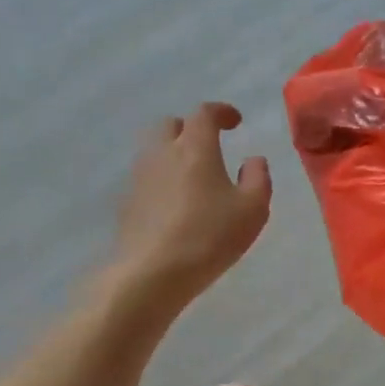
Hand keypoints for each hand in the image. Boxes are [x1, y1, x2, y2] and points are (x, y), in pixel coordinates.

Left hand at [110, 102, 271, 311]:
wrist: (151, 273)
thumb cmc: (209, 236)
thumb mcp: (252, 209)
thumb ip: (258, 178)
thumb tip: (253, 160)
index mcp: (194, 147)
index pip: (204, 113)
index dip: (221, 112)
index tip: (235, 122)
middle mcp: (162, 153)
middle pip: (171, 125)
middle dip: (190, 129)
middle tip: (208, 146)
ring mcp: (139, 178)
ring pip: (154, 152)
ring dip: (173, 155)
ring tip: (192, 178)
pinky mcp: (126, 203)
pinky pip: (146, 180)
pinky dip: (161, 182)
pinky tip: (174, 205)